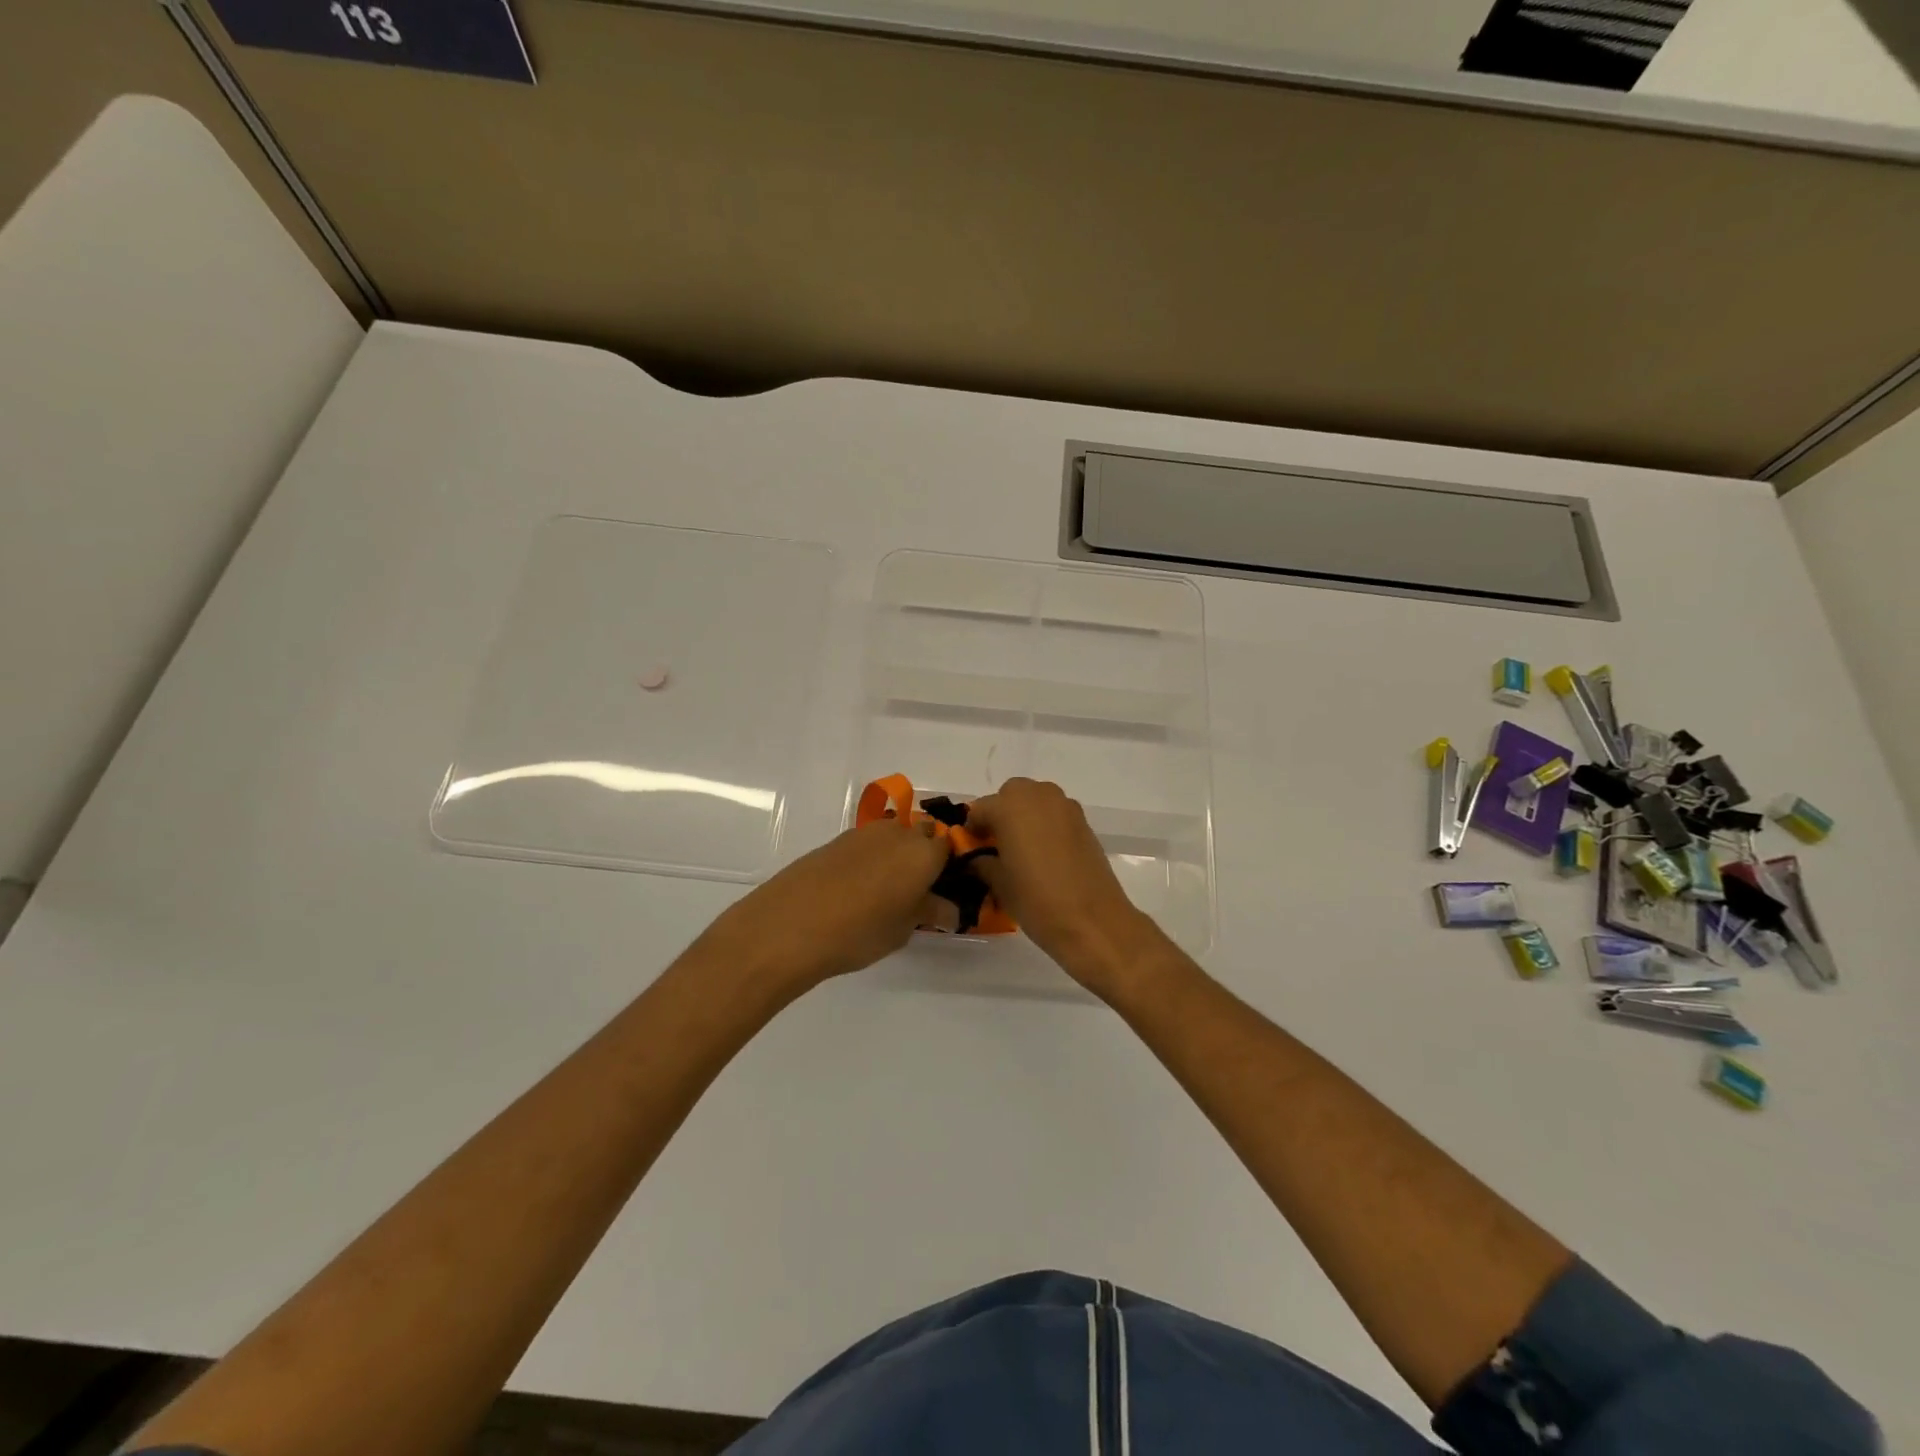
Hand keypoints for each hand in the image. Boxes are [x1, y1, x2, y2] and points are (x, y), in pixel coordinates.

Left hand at [698, 817, 951, 995]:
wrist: (790, 925)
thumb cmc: (860, 931)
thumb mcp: (903, 929)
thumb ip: (930, 912)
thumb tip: (949, 910)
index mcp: (924, 852)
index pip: (950, 848)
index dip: (950, 867)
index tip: (944, 890)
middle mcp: (898, 833)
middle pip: (922, 835)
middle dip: (925, 856)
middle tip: (918, 891)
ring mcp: (864, 833)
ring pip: (893, 836)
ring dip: (897, 855)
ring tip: (887, 892)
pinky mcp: (837, 840)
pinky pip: (868, 844)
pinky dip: (872, 859)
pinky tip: (859, 888)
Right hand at [964, 778, 1157, 991]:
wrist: (1092, 921)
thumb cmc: (1036, 900)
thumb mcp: (999, 884)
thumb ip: (983, 862)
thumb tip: (978, 858)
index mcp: (1010, 807)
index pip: (980, 809)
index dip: (973, 829)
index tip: (972, 849)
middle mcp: (1038, 797)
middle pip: (1011, 795)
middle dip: (1001, 814)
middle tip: (997, 845)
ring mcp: (1065, 807)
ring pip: (1036, 800)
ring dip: (1025, 816)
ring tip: (1022, 849)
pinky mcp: (1084, 822)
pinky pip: (1056, 814)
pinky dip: (1046, 825)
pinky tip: (1046, 855)